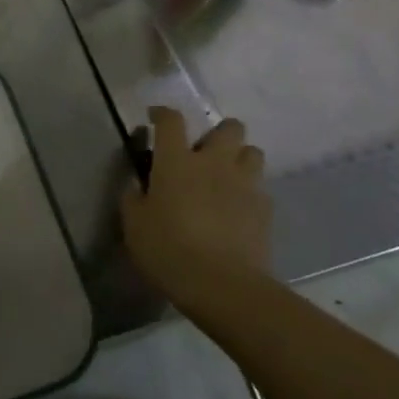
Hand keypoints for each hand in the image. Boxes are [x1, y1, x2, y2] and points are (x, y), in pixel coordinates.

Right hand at [121, 109, 271, 295]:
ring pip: (252, 152)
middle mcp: (214, 163)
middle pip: (228, 127)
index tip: (156, 118)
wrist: (222, 284)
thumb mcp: (134, 226)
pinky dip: (249, 191)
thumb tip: (136, 184)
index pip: (171, 121)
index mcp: (177, 161)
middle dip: (217, 133)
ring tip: (226, 177)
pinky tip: (237, 210)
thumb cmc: (168, 250)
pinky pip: (260, 187)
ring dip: (239, 158)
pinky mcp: (265, 208)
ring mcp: (245, 183)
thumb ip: (133, 198)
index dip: (162, 114)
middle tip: (203, 153)